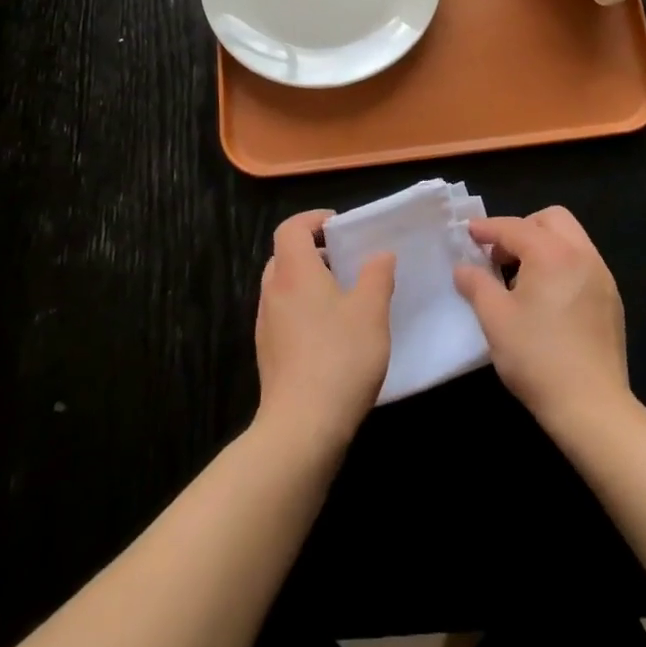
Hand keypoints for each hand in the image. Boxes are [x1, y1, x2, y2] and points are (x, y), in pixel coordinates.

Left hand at [254, 210, 394, 451]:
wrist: (302, 426)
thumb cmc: (340, 357)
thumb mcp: (372, 311)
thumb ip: (377, 276)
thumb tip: (380, 255)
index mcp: (294, 272)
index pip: (291, 228)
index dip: (313, 219)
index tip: (339, 226)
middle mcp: (273, 292)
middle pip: (284, 256)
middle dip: (312, 252)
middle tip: (344, 261)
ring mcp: (266, 326)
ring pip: (282, 288)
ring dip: (307, 284)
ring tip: (342, 299)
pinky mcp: (268, 355)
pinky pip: (283, 317)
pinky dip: (303, 312)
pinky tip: (330, 336)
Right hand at [453, 206, 630, 436]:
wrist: (592, 407)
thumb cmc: (537, 358)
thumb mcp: (495, 319)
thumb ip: (476, 284)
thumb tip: (464, 268)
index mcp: (552, 253)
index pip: (514, 227)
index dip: (488, 228)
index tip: (468, 232)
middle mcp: (582, 255)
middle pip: (551, 219)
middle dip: (522, 228)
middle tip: (500, 255)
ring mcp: (602, 276)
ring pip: (571, 239)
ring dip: (543, 245)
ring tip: (521, 278)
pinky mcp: (611, 299)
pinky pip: (583, 263)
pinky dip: (561, 265)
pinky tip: (547, 298)